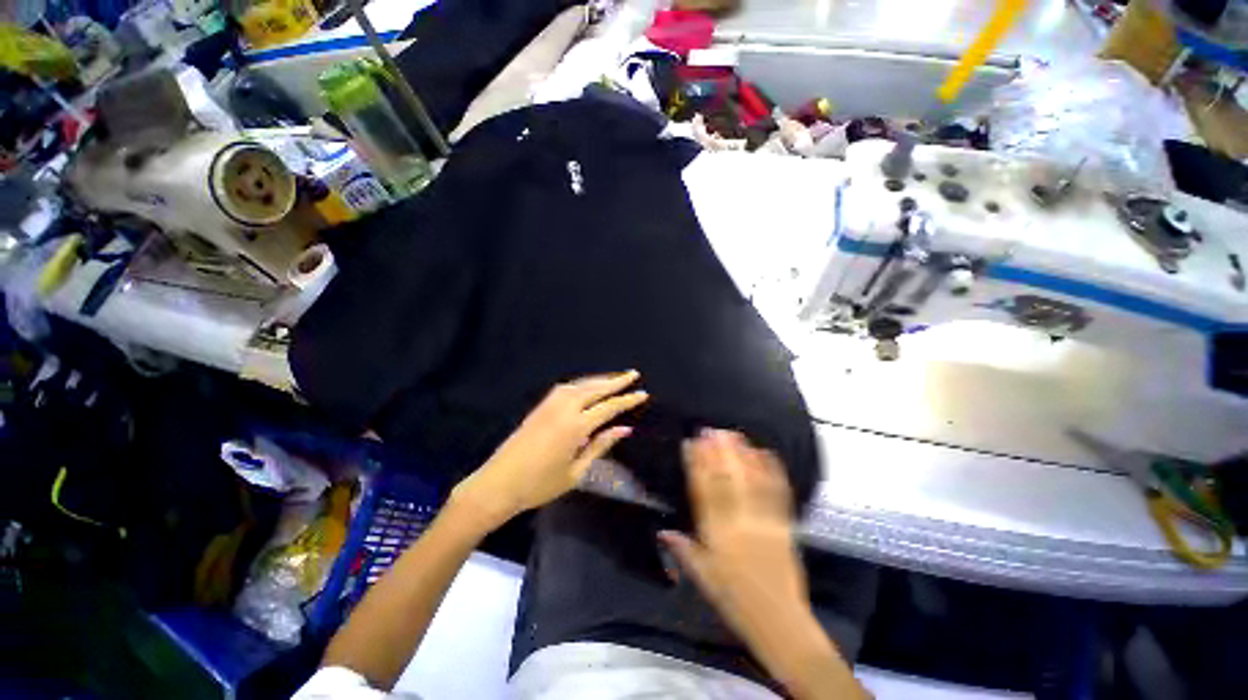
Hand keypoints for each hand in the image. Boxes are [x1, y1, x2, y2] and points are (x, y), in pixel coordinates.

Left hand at [451, 371, 647, 527]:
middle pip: (595, 389)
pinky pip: (566, 389)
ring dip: (598, 380)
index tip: (643, 393)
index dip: (627, 400)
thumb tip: (624, 429)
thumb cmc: (540, 485)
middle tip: (633, 374)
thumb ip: (600, 446)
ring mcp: (549, 405)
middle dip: (616, 381)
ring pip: (580, 385)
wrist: (498, 484)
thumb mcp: (576, 471)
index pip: (608, 407)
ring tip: (614, 379)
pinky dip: (581, 384)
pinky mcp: (540, 407)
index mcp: (575, 426)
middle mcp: (564, 409)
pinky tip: (586, 387)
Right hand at [662, 431, 866, 698]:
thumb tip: (662, 530)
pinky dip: (773, 471)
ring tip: (734, 434)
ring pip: (751, 482)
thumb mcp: (703, 577)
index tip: (690, 443)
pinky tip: (767, 453)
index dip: (695, 464)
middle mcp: (739, 523)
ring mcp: (764, 522)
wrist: (779, 621)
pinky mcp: (784, 526)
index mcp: (716, 535)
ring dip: (742, 454)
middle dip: (718, 451)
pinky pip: (778, 494)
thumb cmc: (735, 600)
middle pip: (727, 480)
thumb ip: (683, 549)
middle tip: (711, 429)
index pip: (702, 491)